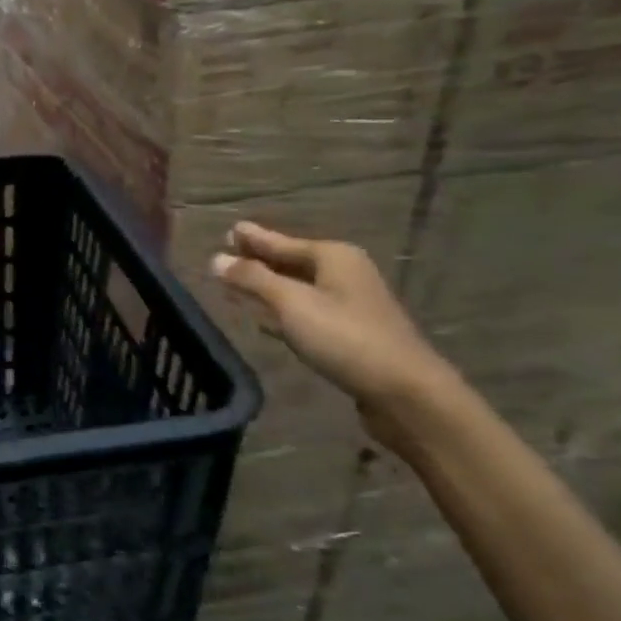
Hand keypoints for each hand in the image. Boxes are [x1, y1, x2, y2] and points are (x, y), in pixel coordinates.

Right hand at [210, 222, 454, 417]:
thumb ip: (253, 280)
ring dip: (268, 288)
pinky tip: (265, 321)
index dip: (254, 239)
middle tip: (228, 255)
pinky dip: (282, 312)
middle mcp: (344, 274)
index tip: (230, 230)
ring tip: (238, 286)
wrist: (404, 391)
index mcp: (333, 257)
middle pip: (291, 263)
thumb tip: (216, 259)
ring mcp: (349, 305)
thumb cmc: (345, 338)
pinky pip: (305, 312)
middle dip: (259, 261)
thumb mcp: (292, 304)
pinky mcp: (349, 334)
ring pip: (297, 289)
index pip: (282, 242)